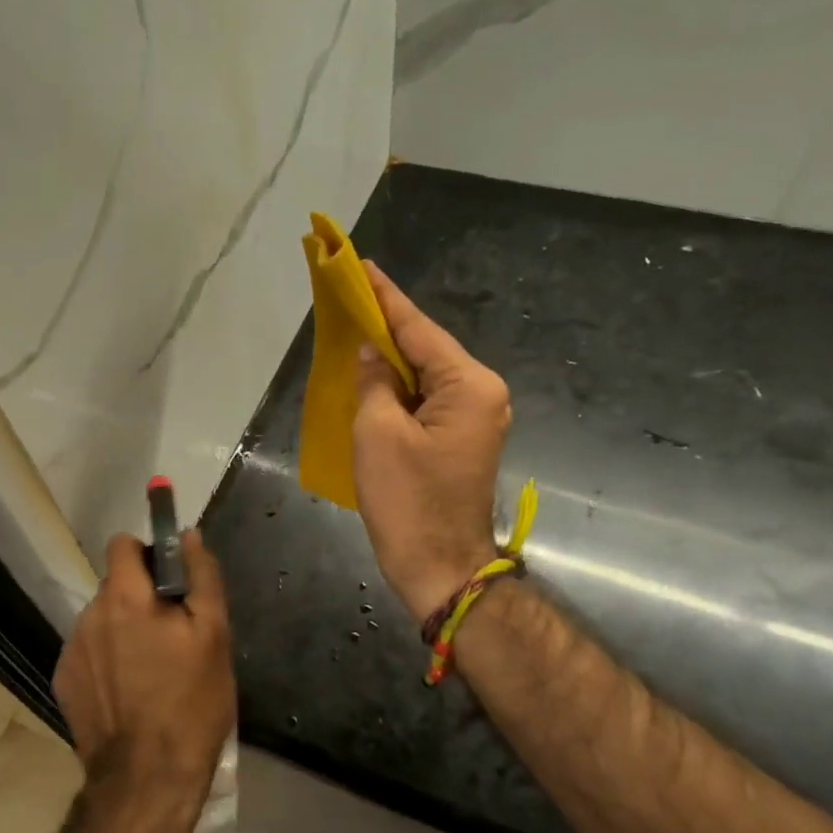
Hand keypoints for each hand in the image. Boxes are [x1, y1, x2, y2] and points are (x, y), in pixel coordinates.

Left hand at [52, 530, 235, 824]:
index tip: (170, 580)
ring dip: (124, 629)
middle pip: (116, 585)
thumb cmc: (191, 702)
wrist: (146, 779)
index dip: (147, 553)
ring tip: (152, 670)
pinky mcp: (63, 681)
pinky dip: (107, 660)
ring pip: (103, 620)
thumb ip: (202, 576)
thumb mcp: (214, 635)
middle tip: (171, 635)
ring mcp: (72, 650)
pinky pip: (89, 652)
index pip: (122, 544)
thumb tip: (190, 535)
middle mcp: (90, 615)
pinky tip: (129, 693)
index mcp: (126, 597)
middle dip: (141, 597)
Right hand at [353, 261, 511, 620]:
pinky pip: (426, 398)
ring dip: (391, 356)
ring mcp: (475, 417)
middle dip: (387, 325)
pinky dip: (398, 386)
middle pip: (426, 348)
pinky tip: (372, 374)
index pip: (419, 329)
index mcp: (469, 386)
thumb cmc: (407, 500)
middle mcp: (481, 393)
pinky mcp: (460, 438)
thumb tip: (373, 352)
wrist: (439, 566)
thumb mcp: (378, 434)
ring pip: (425, 374)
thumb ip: (374, 381)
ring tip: (355, 327)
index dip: (386, 298)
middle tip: (351, 295)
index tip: (363, 266)